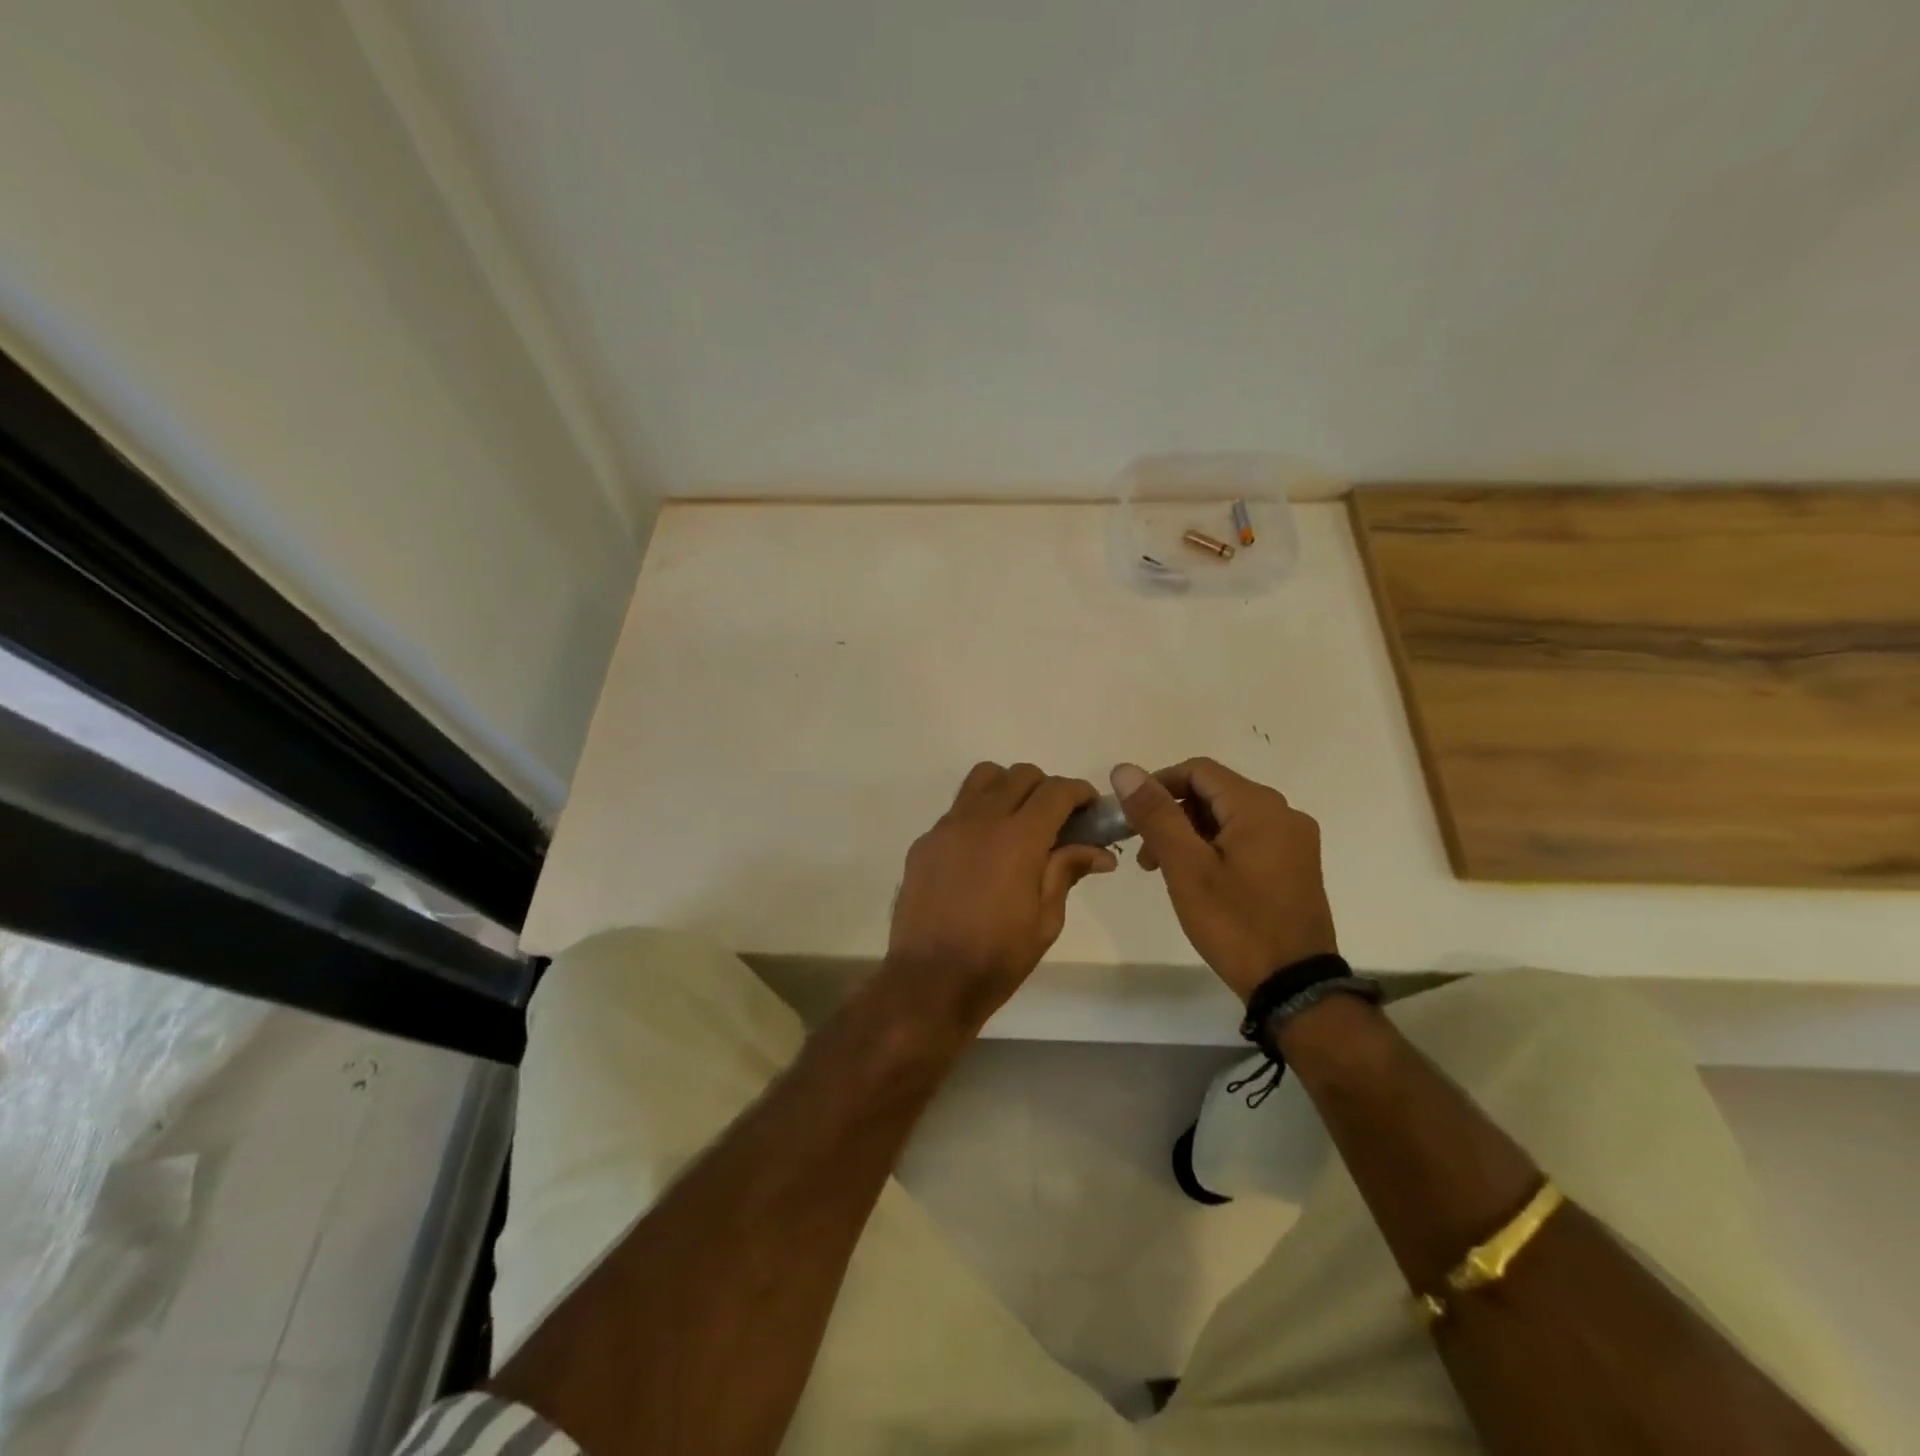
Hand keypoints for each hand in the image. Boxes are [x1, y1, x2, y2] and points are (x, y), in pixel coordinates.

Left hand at [887, 763, 1117, 1027]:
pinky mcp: (924, 842)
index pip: (1056, 790)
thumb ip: (1068, 872)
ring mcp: (947, 827)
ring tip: (1017, 822)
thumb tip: (1100, 852)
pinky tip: (981, 854)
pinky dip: (977, 816)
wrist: (930, 980)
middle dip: (1046, 788)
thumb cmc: (998, 956)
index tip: (1090, 809)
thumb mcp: (1046, 919)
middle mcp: (981, 819)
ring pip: (982, 779)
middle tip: (1057, 820)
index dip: (1080, 792)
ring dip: (1008, 788)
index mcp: (1019, 837)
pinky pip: (956, 810)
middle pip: (1020, 774)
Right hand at [1112, 758, 1336, 1001]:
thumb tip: (1125, 771)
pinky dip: (1216, 848)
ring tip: (1166, 871)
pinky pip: (1247, 839)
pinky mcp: (1296, 866)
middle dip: (1173, 815)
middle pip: (1214, 793)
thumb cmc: (1235, 923)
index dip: (1158, 785)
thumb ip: (1156, 814)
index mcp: (1259, 806)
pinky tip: (1200, 880)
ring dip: (1191, 834)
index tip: (1132, 818)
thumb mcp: (1186, 867)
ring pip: (1229, 817)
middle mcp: (1284, 813)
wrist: (1293, 987)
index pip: (1198, 771)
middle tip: (1145, 855)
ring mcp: (1294, 841)